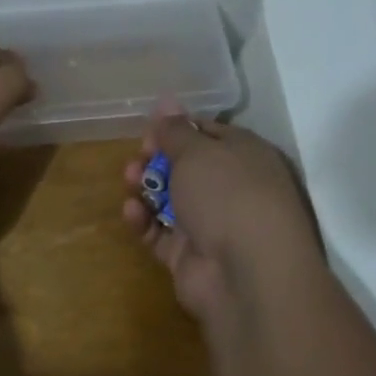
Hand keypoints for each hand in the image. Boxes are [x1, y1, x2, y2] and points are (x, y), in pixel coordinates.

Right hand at [123, 108, 324, 321]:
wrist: (247, 274)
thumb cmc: (228, 196)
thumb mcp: (198, 151)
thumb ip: (175, 130)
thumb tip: (166, 101)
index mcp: (246, 156)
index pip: (209, 134)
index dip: (177, 129)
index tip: (149, 130)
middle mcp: (233, 189)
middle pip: (187, 167)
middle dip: (156, 160)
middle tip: (137, 158)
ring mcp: (213, 225)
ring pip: (171, 200)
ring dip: (146, 188)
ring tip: (128, 181)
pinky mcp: (191, 256)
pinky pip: (161, 233)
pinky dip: (145, 221)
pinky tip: (131, 212)